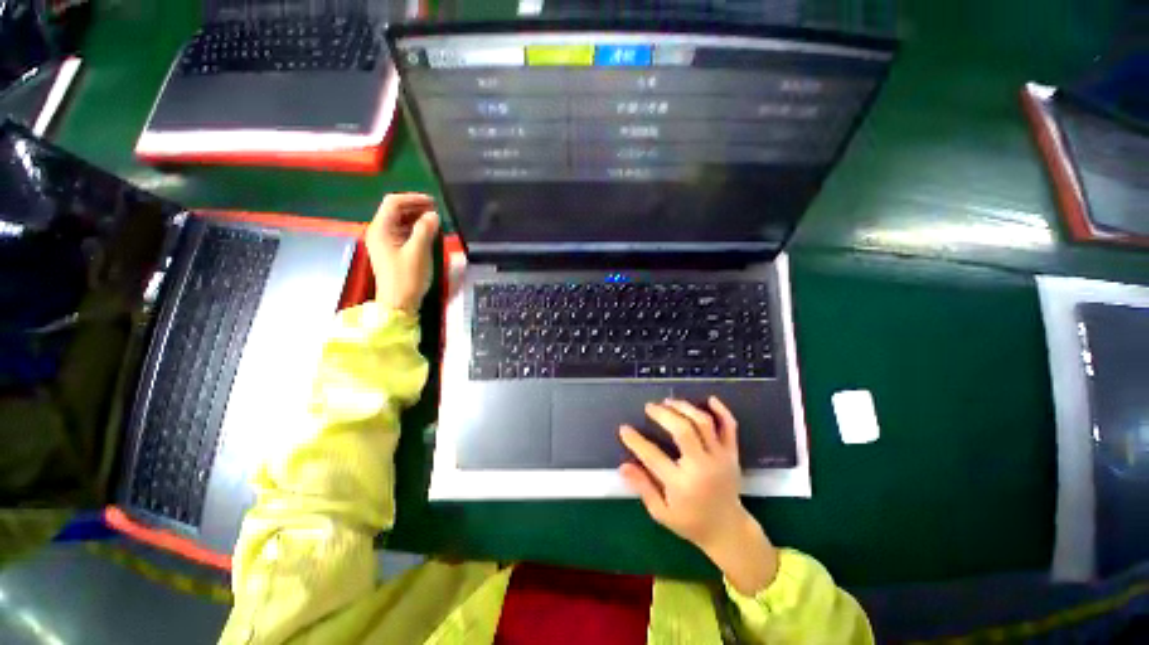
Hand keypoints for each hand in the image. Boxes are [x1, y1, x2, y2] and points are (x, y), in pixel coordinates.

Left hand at [365, 193, 439, 313]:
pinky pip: (402, 233)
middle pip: (395, 211)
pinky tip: (428, 233)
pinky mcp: (391, 252)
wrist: (398, 304)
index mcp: (380, 229)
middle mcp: (379, 232)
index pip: (393, 203)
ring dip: (416, 218)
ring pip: (399, 222)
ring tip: (435, 221)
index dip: (413, 198)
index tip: (433, 202)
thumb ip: (425, 230)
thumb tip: (433, 214)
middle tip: (436, 210)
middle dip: (415, 207)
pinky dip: (415, 229)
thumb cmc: (407, 278)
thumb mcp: (418, 252)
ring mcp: (384, 243)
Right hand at [619, 397, 778, 594]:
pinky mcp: (732, 454)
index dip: (635, 441)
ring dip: (685, 408)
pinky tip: (710, 399)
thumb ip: (643, 487)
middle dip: (663, 414)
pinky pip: (730, 427)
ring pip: (703, 423)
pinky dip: (722, 411)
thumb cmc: (691, 523)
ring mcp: (720, 458)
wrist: (729, 531)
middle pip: (682, 431)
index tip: (624, 429)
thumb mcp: (661, 513)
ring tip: (669, 402)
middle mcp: (702, 467)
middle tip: (650, 407)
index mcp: (682, 485)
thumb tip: (623, 466)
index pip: (653, 456)